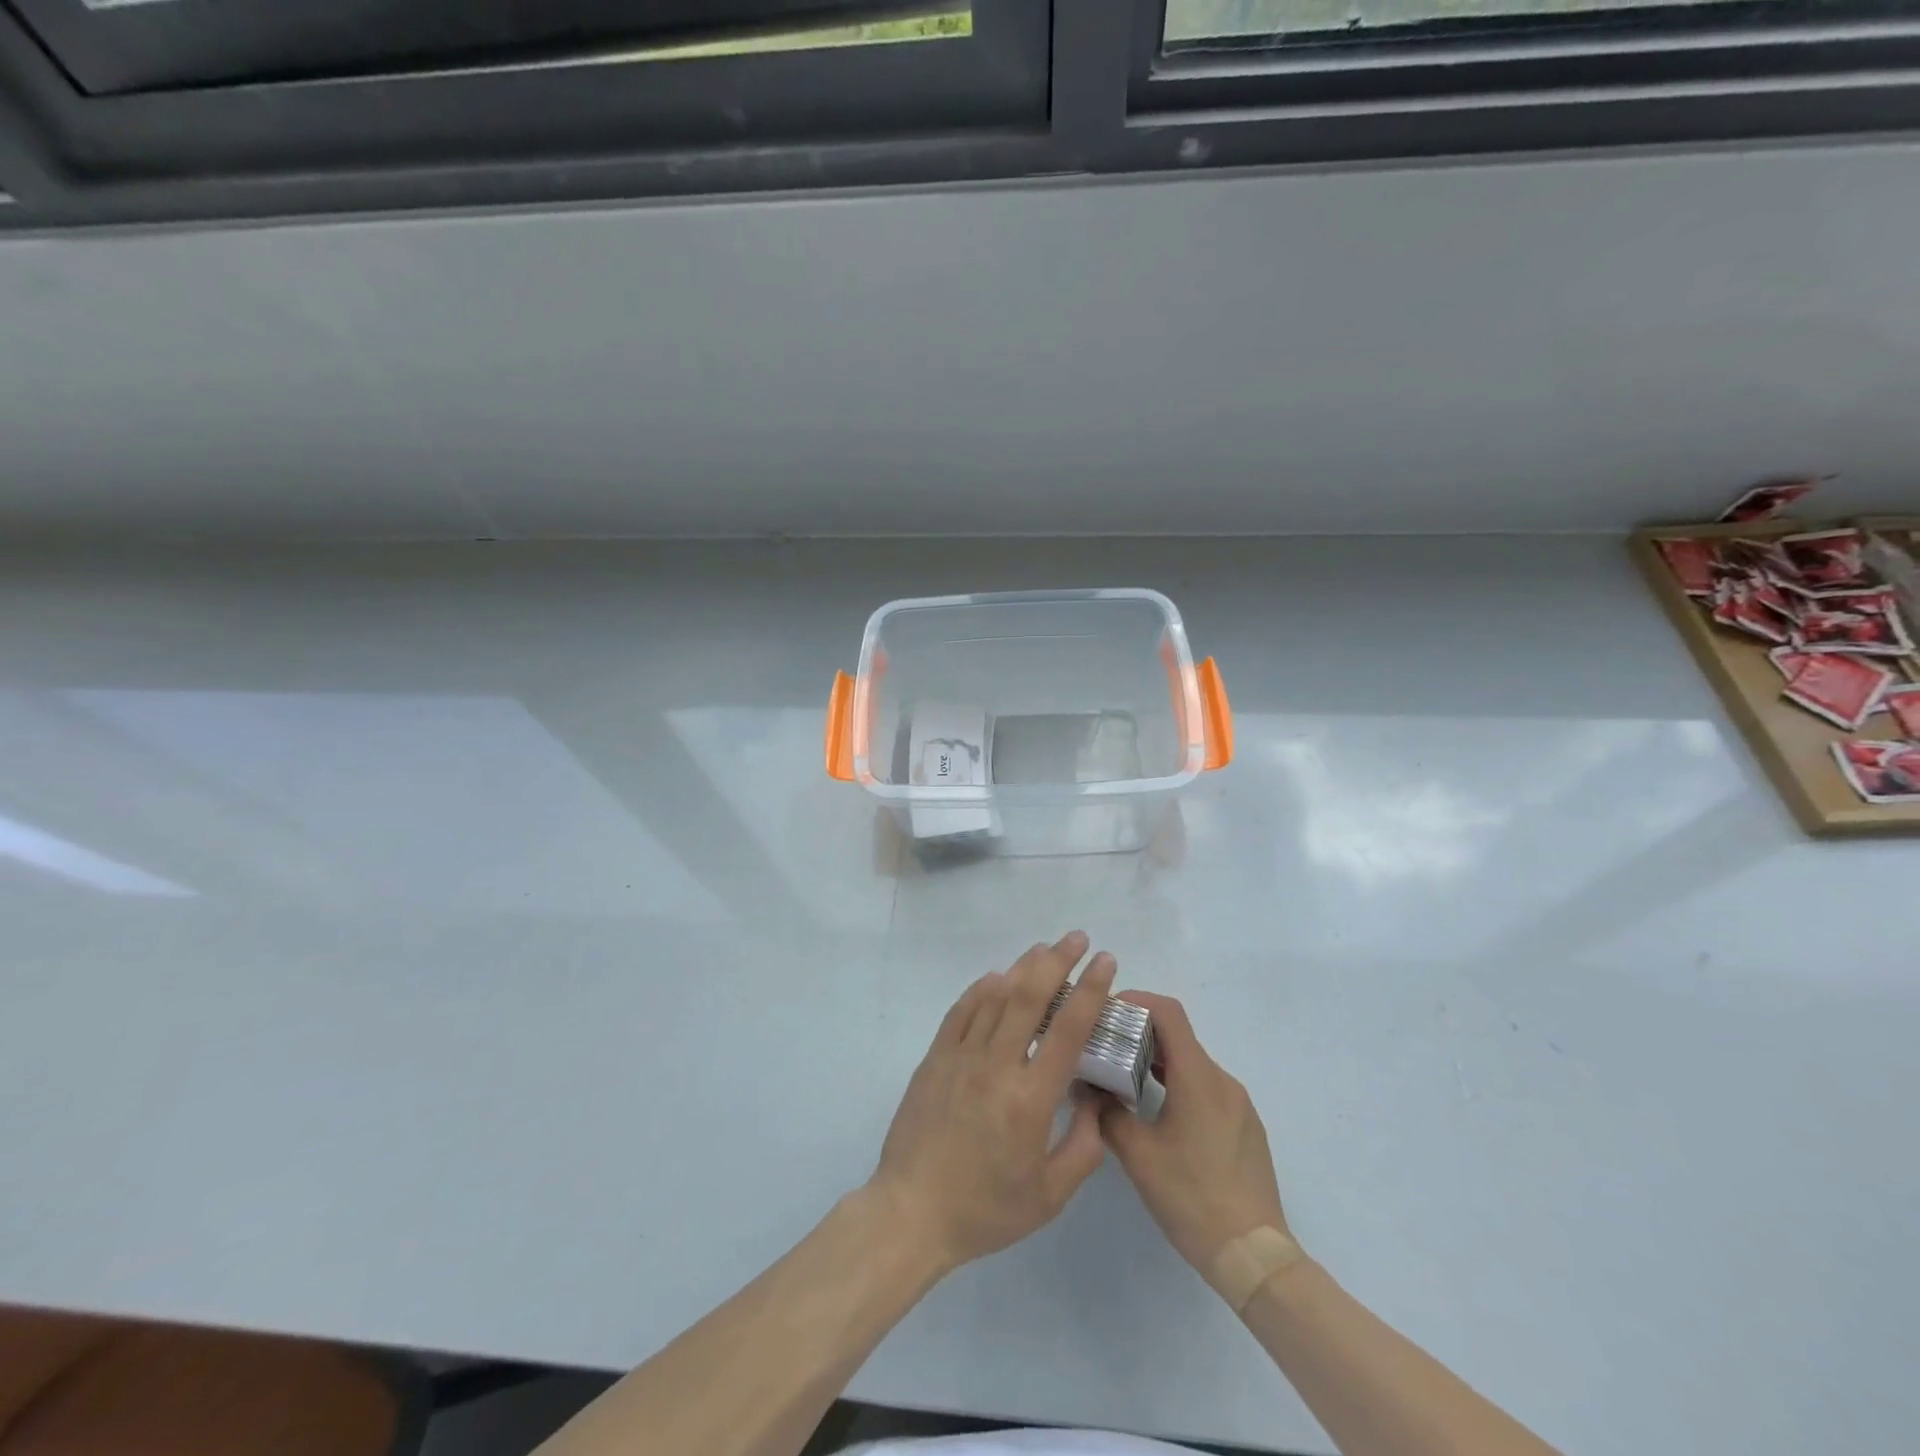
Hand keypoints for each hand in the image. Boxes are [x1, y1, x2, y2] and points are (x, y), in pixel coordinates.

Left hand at [870, 932, 1116, 1272]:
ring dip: (1022, 967)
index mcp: (1030, 1098)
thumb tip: (1095, 1102)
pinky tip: (996, 978)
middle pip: (1029, 997)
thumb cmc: (985, 1209)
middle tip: (1077, 938)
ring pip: (995, 996)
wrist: (912, 1212)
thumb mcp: (1050, 1196)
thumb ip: (1084, 1147)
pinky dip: (981, 989)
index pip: (1068, 1029)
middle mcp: (996, 1065)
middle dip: (1057, 961)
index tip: (1105, 962)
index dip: (1090, 990)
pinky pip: (961, 1011)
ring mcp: (960, 1056)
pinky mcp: (935, 1058)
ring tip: (1043, 950)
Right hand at [1098, 992, 1290, 1274]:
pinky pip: (1207, 1088)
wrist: (1254, 1256)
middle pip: (1179, 1036)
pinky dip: (1178, 1084)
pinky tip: (1157, 1113)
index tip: (1105, 1013)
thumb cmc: (1192, 1198)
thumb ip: (1107, 1112)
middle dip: (1139, 1033)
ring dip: (1158, 1061)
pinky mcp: (1245, 1127)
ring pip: (1192, 1064)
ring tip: (1123, 1079)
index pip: (1168, 1012)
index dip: (1136, 1001)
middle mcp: (1222, 1080)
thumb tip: (1087, 1086)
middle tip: (1104, 1047)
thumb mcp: (1138, 1155)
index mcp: (1198, 1077)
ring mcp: (1239, 1104)